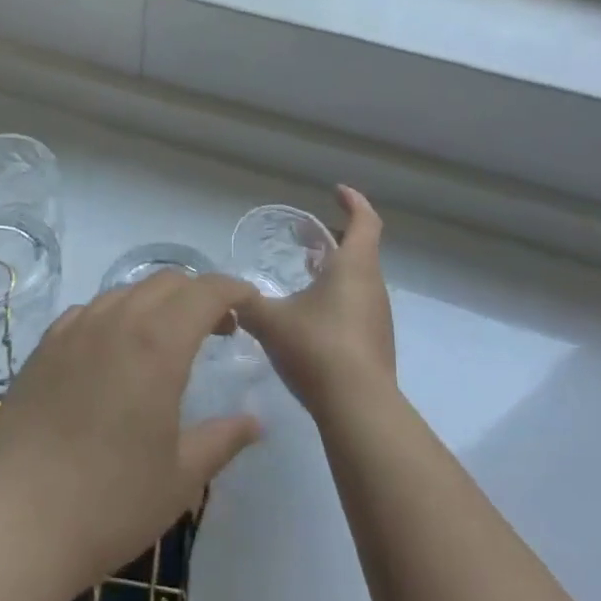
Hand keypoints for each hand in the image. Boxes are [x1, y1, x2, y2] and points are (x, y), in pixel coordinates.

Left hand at [0, 272, 263, 592]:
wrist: (14, 521)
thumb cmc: (110, 503)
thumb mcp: (180, 478)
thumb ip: (222, 439)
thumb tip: (255, 421)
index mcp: (156, 344)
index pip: (204, 291)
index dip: (233, 290)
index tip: (251, 305)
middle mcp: (115, 321)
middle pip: (166, 282)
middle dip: (199, 294)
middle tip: (218, 330)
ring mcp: (73, 330)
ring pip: (125, 292)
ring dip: (157, 303)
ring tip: (168, 342)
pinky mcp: (44, 347)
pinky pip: (89, 312)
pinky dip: (116, 316)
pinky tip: (115, 353)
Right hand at [240, 186, 396, 423]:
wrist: (358, 408)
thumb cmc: (316, 348)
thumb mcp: (269, 320)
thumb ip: (243, 302)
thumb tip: (222, 293)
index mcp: (354, 267)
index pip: (365, 221)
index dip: (353, 202)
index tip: (336, 192)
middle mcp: (373, 286)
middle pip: (362, 250)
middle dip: (336, 238)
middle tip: (307, 237)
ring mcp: (378, 317)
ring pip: (360, 280)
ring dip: (336, 270)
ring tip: (305, 273)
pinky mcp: (376, 344)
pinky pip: (358, 306)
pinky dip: (338, 297)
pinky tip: (311, 316)